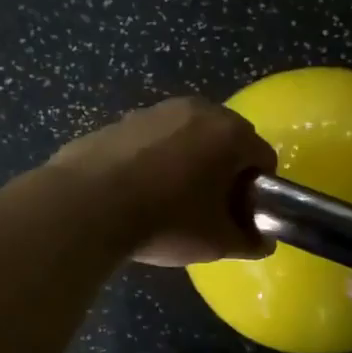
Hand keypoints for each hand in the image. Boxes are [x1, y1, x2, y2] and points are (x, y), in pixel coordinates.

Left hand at [47, 98, 276, 266]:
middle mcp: (199, 110)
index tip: (241, 215)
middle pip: (228, 140)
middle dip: (225, 170)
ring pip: (190, 137)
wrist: (87, 206)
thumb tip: (262, 241)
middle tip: (210, 208)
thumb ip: (249, 240)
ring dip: (191, 161)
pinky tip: (138, 191)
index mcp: (231, 134)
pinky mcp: (123, 120)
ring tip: (170, 200)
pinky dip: (156, 159)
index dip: (258, 190)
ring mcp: (157, 111)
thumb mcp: (216, 242)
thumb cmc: (166, 220)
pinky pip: (155, 140)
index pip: (264, 158)